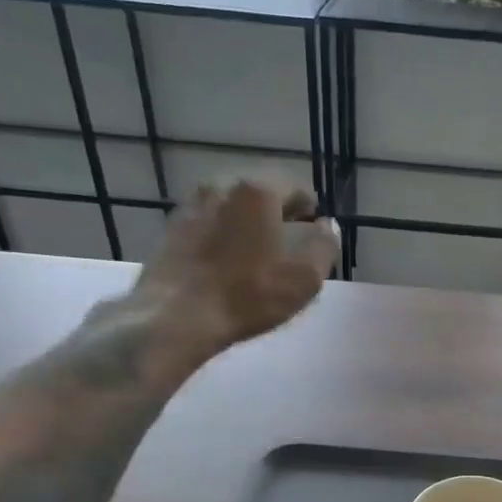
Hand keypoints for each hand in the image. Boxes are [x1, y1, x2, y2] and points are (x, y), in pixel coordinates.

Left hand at [97, 180, 338, 368]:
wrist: (176, 315)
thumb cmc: (248, 295)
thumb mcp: (305, 277)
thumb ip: (324, 245)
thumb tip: (328, 226)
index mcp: (258, 190)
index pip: (295, 186)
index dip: (310, 208)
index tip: (314, 230)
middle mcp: (222, 185)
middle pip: (261, 192)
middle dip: (278, 212)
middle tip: (290, 242)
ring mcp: (192, 204)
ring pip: (233, 206)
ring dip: (249, 223)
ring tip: (258, 253)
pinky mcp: (173, 228)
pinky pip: (210, 222)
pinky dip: (224, 234)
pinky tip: (228, 262)